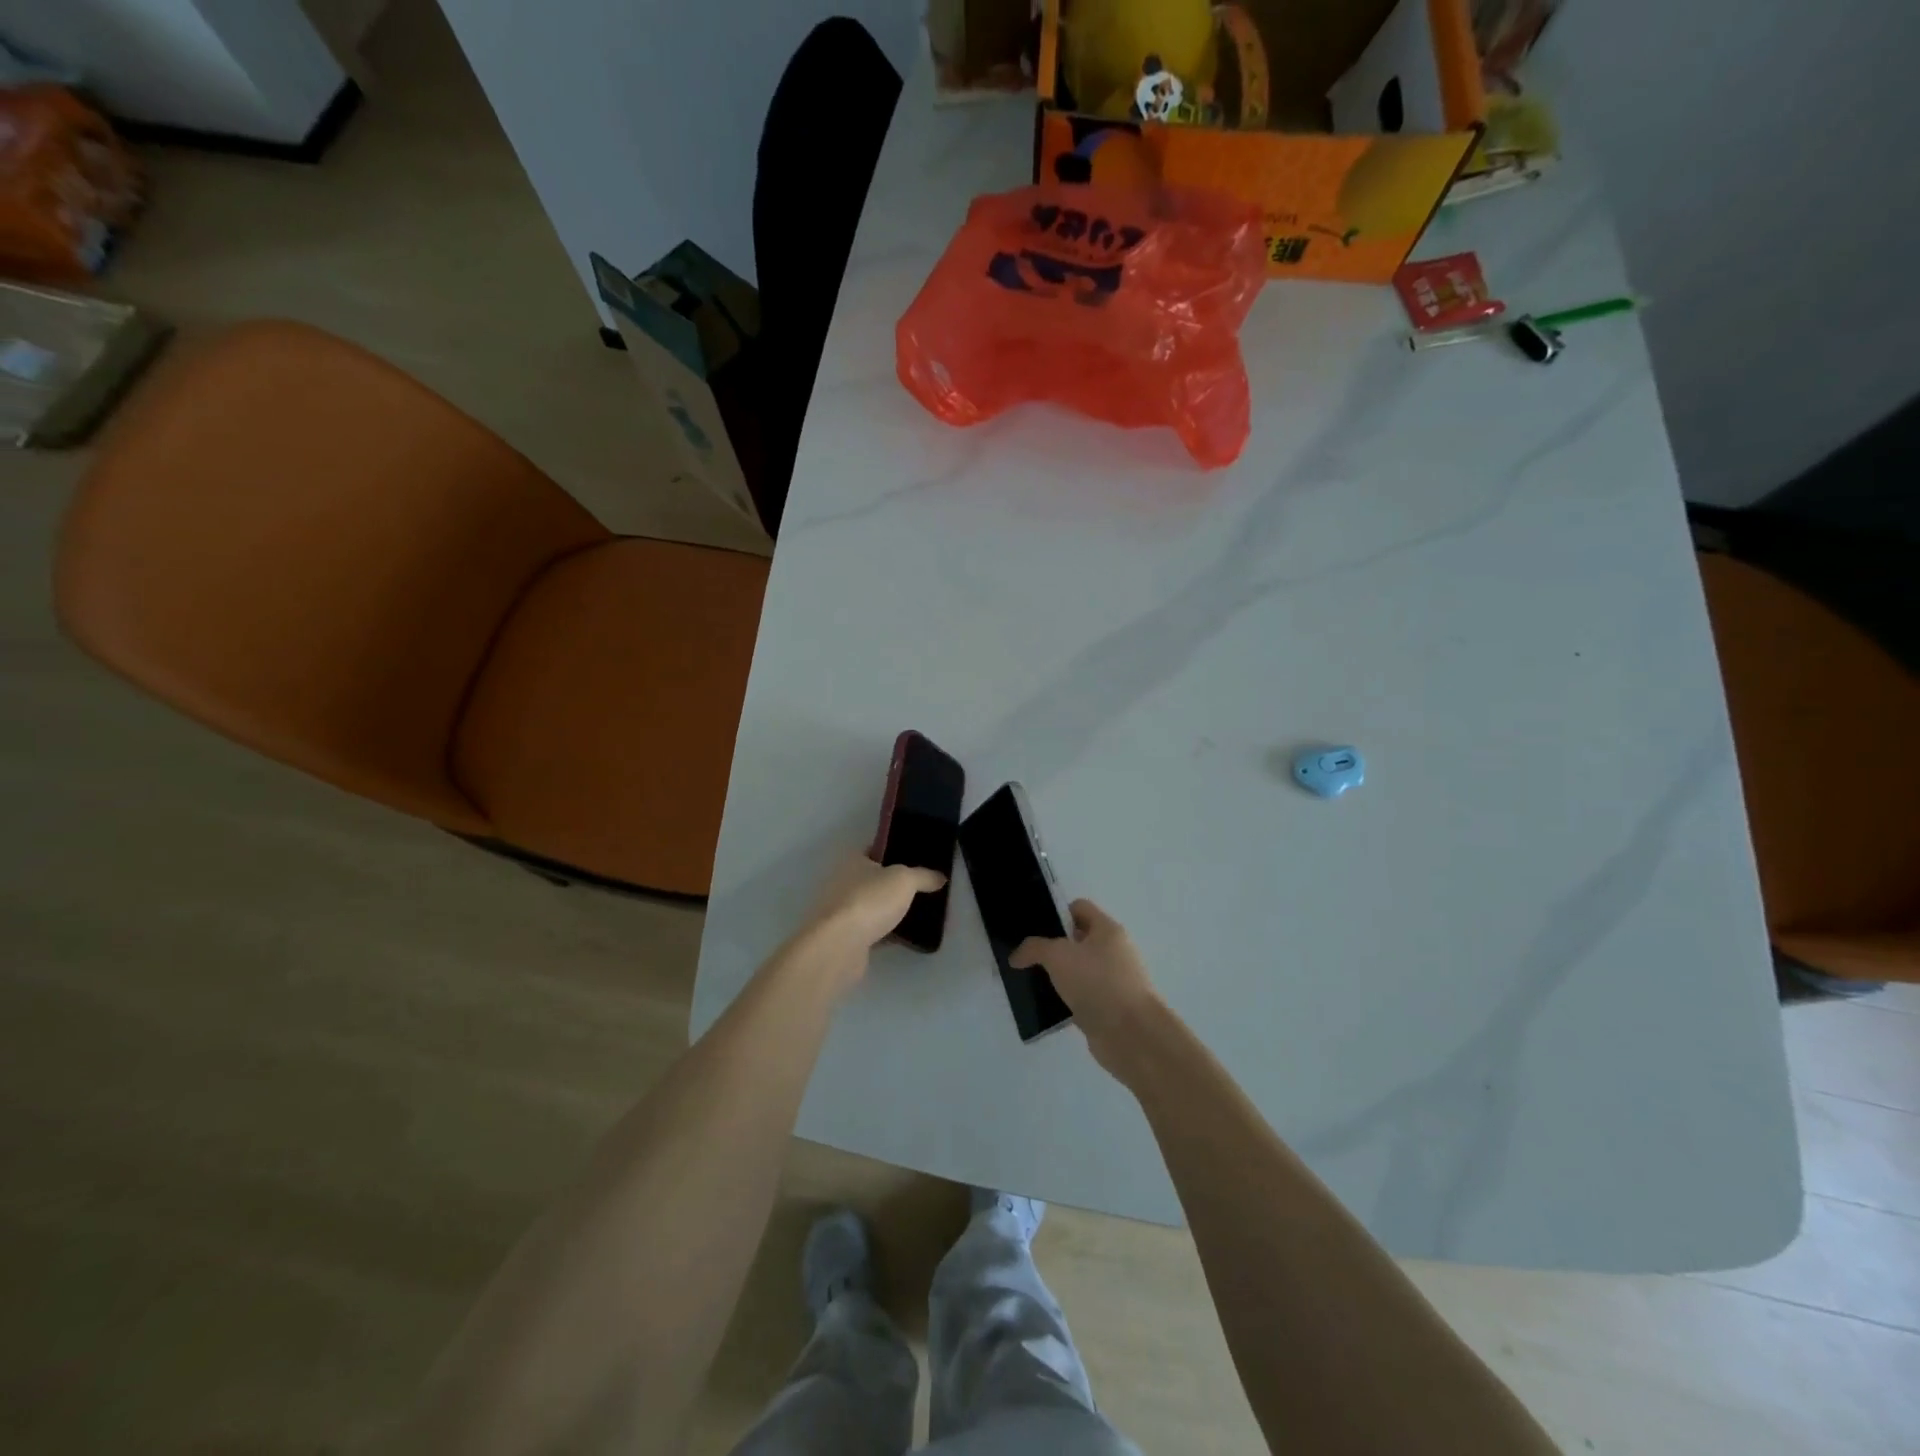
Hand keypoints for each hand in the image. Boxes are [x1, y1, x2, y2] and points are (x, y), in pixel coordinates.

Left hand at [800, 853, 944, 967]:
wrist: (840, 945)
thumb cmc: (869, 900)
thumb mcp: (904, 880)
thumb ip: (923, 876)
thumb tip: (940, 876)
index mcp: (852, 861)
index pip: (874, 850)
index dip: (894, 852)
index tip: (915, 859)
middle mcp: (843, 882)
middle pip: (873, 880)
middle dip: (893, 885)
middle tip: (921, 888)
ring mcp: (842, 912)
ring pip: (872, 906)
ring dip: (889, 910)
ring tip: (918, 912)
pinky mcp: (846, 937)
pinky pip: (872, 931)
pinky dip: (886, 933)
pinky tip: (906, 937)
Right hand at [1010, 900, 1160, 1075]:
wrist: (1131, 1034)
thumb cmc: (1097, 982)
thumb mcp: (1058, 955)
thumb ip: (1034, 948)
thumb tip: (1016, 956)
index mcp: (1107, 930)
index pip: (1079, 908)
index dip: (1055, 913)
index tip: (1032, 928)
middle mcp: (1113, 952)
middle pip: (1077, 940)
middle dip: (1052, 947)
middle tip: (1026, 956)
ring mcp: (1112, 982)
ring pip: (1077, 971)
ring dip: (1056, 976)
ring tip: (1029, 981)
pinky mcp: (1107, 1008)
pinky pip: (1080, 998)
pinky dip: (1064, 1001)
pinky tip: (1045, 1006)